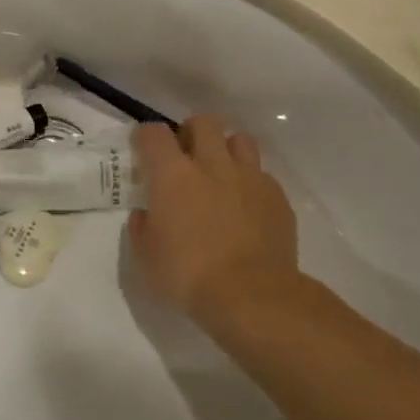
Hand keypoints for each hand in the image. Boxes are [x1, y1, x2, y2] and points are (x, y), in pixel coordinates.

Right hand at [128, 117, 298, 322]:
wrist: (252, 297)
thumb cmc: (189, 275)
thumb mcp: (147, 257)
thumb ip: (142, 227)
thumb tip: (145, 213)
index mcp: (174, 174)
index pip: (155, 133)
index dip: (146, 136)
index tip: (144, 149)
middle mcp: (212, 164)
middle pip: (203, 122)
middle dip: (192, 132)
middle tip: (186, 155)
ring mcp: (249, 178)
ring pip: (240, 140)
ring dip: (227, 150)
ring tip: (222, 173)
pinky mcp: (277, 197)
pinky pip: (263, 175)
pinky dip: (251, 183)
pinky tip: (248, 206)